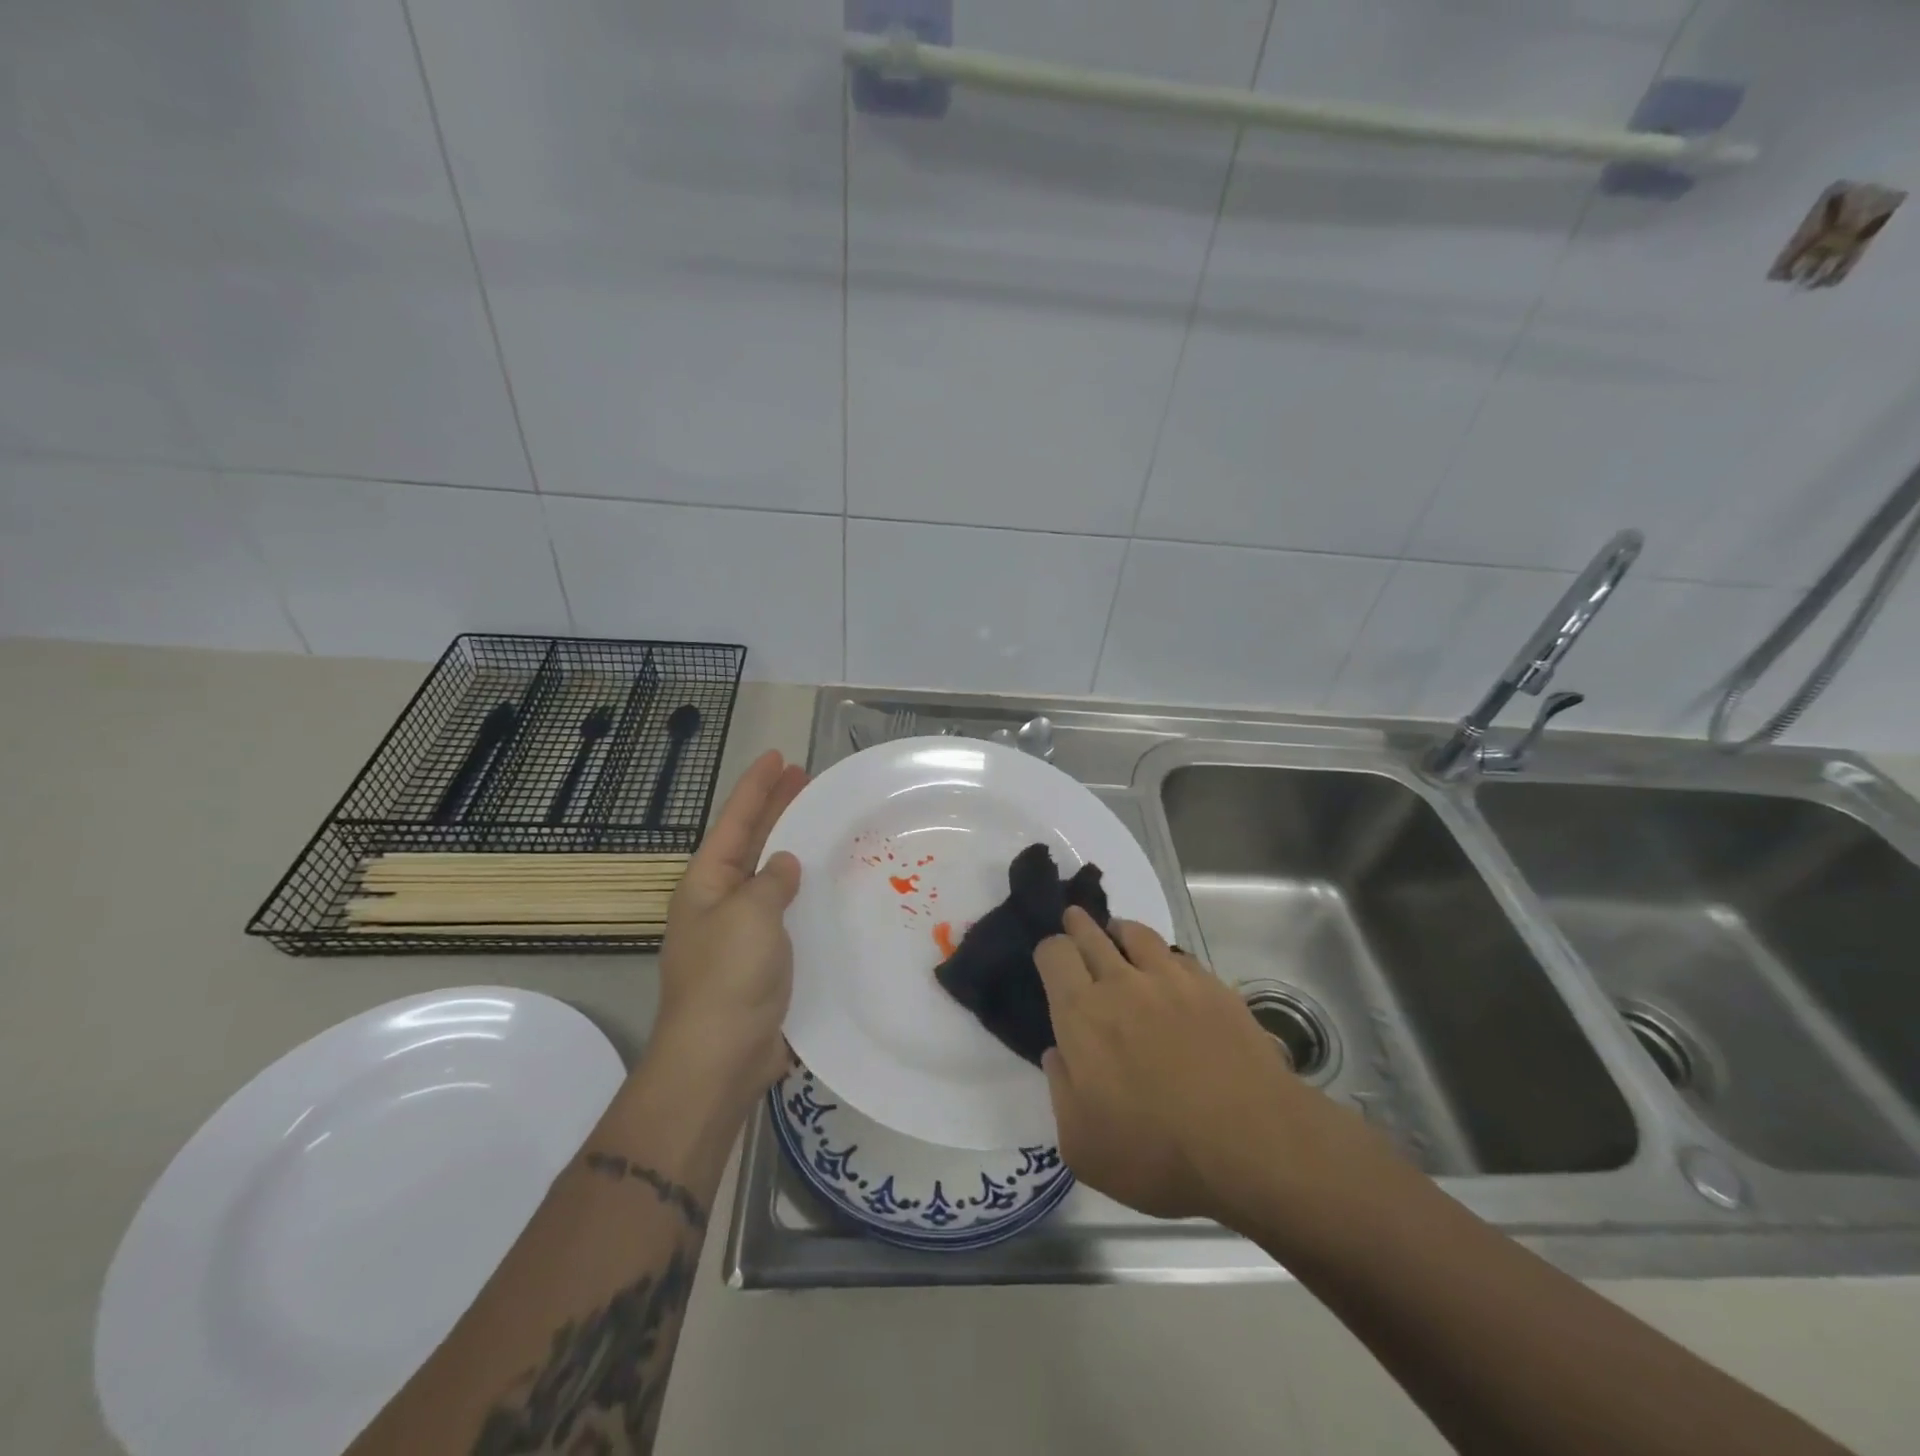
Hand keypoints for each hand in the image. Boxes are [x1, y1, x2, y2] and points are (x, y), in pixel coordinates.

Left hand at [653, 749, 808, 1100]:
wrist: (720, 1058)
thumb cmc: (729, 977)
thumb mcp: (750, 915)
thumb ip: (771, 881)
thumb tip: (784, 865)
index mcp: (707, 883)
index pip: (735, 821)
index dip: (756, 786)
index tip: (779, 756)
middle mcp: (721, 901)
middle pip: (751, 842)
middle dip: (776, 808)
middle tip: (806, 778)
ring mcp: (742, 932)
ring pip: (771, 876)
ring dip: (794, 848)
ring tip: (823, 822)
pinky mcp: (765, 960)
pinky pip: (787, 912)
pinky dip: (806, 892)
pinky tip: (830, 886)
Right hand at [1035, 909, 1352, 1224]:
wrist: (1250, 1142)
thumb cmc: (1156, 1153)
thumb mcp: (1082, 1146)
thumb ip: (1061, 1091)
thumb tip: (1058, 1053)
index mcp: (1081, 1014)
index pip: (1054, 953)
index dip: (1048, 951)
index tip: (1051, 962)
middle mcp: (1121, 983)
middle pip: (1091, 932)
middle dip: (1078, 925)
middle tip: (1075, 923)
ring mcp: (1170, 979)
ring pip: (1135, 933)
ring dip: (1120, 931)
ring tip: (1119, 937)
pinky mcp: (1212, 986)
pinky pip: (1178, 956)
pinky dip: (1165, 957)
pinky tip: (1169, 972)